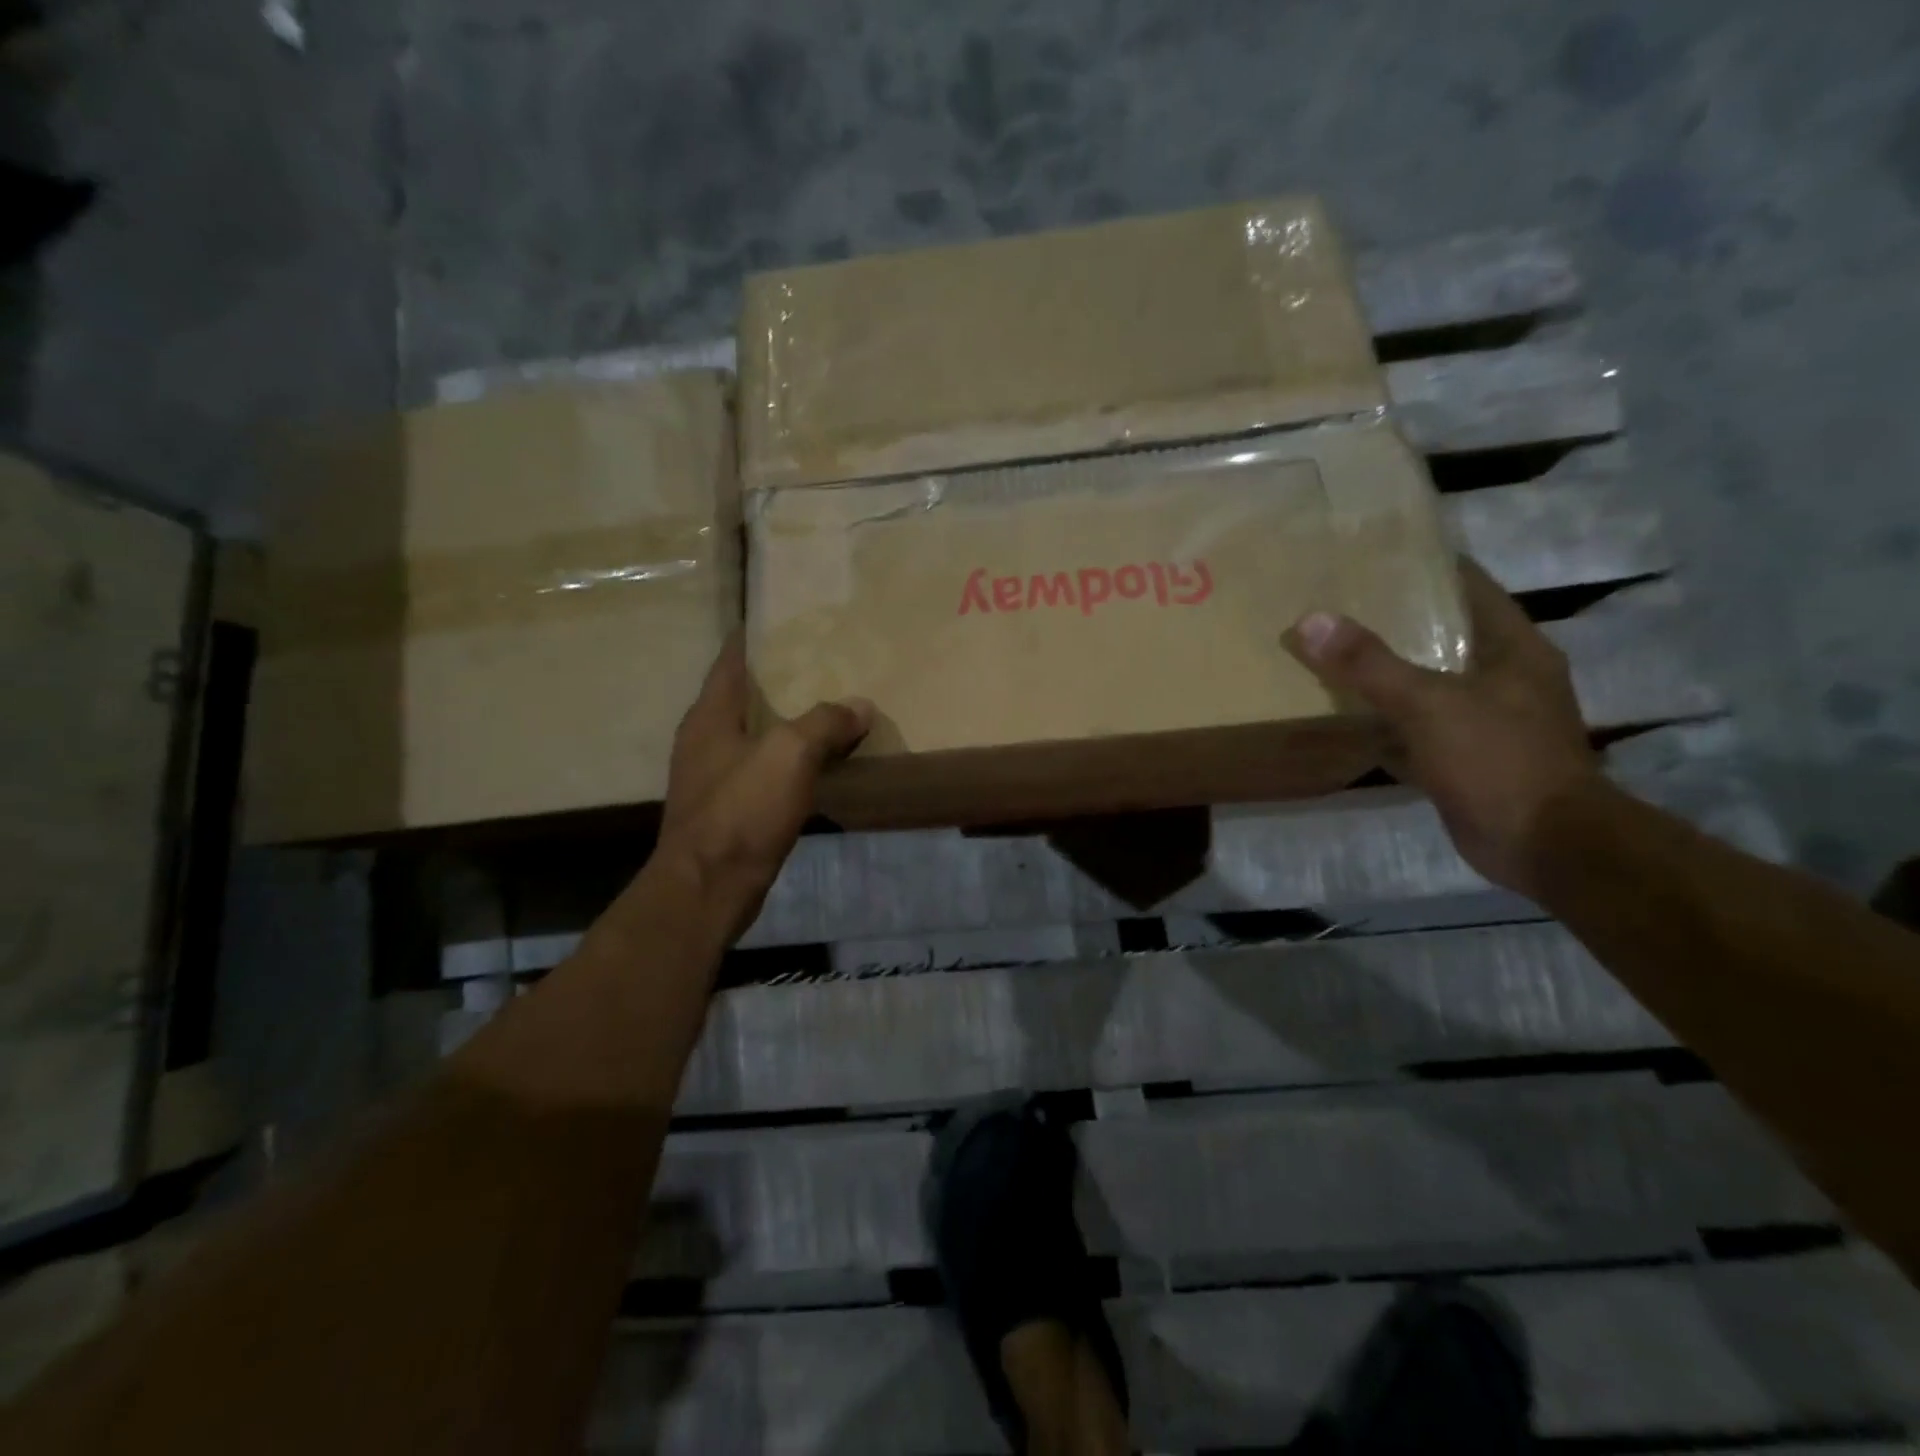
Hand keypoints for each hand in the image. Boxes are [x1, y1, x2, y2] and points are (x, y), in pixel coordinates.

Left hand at [656, 637, 872, 932]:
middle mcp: (705, 739)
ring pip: (757, 735)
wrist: (709, 887)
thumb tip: (860, 706)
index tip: (788, 619)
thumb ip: (825, 722)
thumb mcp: (789, 754)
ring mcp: (714, 777)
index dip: (756, 637)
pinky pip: (765, 770)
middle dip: (781, 679)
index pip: (732, 660)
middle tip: (826, 663)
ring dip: (789, 722)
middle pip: (746, 696)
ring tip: (831, 708)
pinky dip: (791, 761)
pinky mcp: (729, 810)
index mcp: (710, 715)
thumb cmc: (742, 810)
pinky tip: (820, 763)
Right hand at [1282, 559, 1602, 898]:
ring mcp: (1487, 720)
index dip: (1425, 566)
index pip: (1469, 586)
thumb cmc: (1498, 760)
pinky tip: (1346, 719)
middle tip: (1337, 604)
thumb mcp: (1428, 704)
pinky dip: (1385, 722)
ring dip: (1386, 673)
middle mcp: (1504, 677)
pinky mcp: (1467, 758)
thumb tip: (1310, 622)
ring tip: (1331, 654)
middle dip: (1394, 621)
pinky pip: (1417, 728)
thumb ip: (1369, 664)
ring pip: (1427, 683)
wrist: (1543, 844)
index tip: (1374, 555)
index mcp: (1512, 648)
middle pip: (1443, 634)